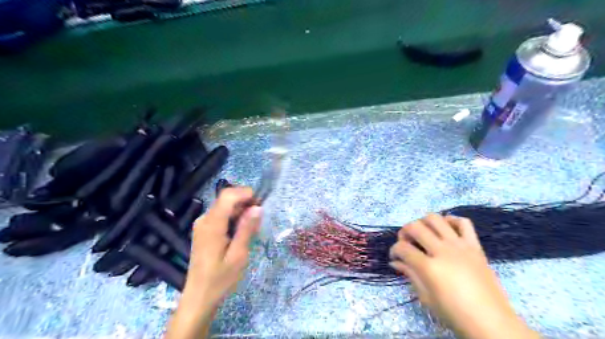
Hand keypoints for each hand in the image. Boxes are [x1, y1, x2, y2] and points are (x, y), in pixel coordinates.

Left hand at [166, 188, 260, 338]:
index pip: (227, 196)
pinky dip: (233, 218)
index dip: (245, 193)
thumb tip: (257, 207)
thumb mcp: (238, 255)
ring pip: (224, 207)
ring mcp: (202, 225)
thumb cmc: (220, 279)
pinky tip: (241, 231)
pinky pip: (220, 216)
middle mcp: (204, 220)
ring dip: (240, 211)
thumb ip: (247, 229)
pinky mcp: (203, 231)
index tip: (261, 203)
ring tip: (253, 226)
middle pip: (226, 199)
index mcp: (212, 224)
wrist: (198, 297)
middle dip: (245, 202)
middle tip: (259, 217)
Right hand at [390, 214, 535, 338]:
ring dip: (423, 222)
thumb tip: (395, 262)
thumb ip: (410, 274)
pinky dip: (451, 220)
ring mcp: (460, 245)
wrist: (491, 322)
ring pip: (435, 219)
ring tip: (423, 233)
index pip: (403, 248)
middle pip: (415, 227)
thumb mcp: (426, 298)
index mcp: (429, 267)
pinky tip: (445, 229)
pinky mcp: (475, 246)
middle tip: (405, 242)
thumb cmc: (455, 314)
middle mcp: (443, 251)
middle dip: (404, 232)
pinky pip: (463, 223)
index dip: (394, 250)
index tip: (394, 256)